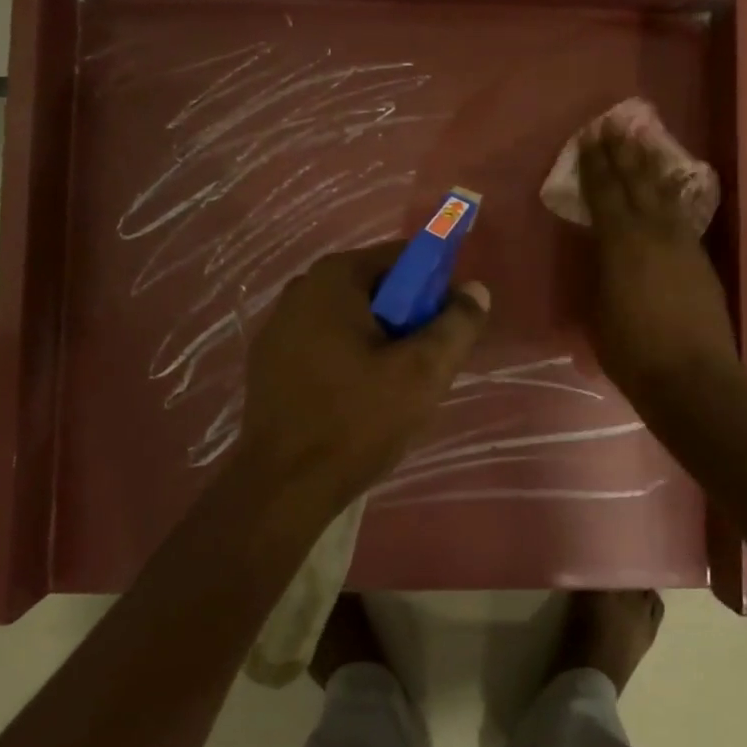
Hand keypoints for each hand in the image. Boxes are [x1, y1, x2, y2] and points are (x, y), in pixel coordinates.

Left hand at [235, 243, 489, 514]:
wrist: (283, 488)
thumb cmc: (356, 421)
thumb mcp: (423, 372)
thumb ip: (457, 324)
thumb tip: (475, 290)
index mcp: (333, 278)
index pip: (403, 257)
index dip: (435, 286)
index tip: (449, 327)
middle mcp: (301, 289)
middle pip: (377, 288)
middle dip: (408, 318)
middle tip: (426, 364)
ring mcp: (279, 326)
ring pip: (352, 319)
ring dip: (381, 342)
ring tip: (395, 389)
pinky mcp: (270, 361)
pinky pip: (327, 343)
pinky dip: (351, 358)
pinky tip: (359, 400)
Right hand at [577, 123, 739, 406]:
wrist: (693, 379)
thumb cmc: (632, 351)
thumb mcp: (597, 311)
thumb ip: (597, 274)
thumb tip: (599, 255)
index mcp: (620, 243)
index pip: (603, 193)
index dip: (594, 165)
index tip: (587, 139)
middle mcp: (653, 232)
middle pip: (635, 183)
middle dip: (621, 153)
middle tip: (613, 125)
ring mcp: (682, 243)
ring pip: (663, 193)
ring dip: (650, 165)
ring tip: (642, 140)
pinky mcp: (701, 259)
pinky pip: (681, 214)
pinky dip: (672, 194)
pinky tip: (670, 186)